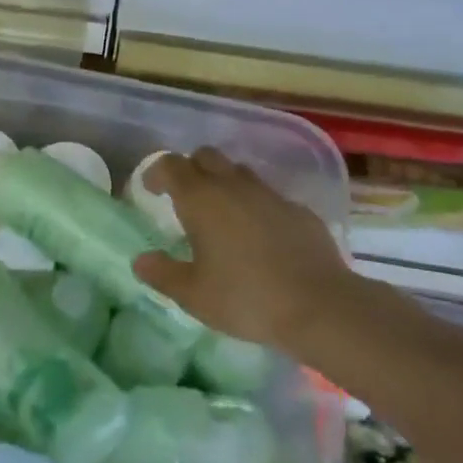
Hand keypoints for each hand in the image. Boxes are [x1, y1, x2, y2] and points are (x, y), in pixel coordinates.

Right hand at [132, 147, 363, 353]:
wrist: (321, 306)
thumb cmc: (246, 298)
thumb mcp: (193, 295)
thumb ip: (162, 274)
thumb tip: (141, 260)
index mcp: (201, 199)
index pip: (171, 165)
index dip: (156, 172)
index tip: (150, 190)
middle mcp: (233, 186)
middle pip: (205, 156)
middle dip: (190, 169)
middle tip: (184, 198)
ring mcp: (270, 195)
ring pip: (239, 172)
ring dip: (224, 183)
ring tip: (221, 213)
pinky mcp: (299, 210)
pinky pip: (268, 196)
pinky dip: (255, 205)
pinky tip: (259, 235)